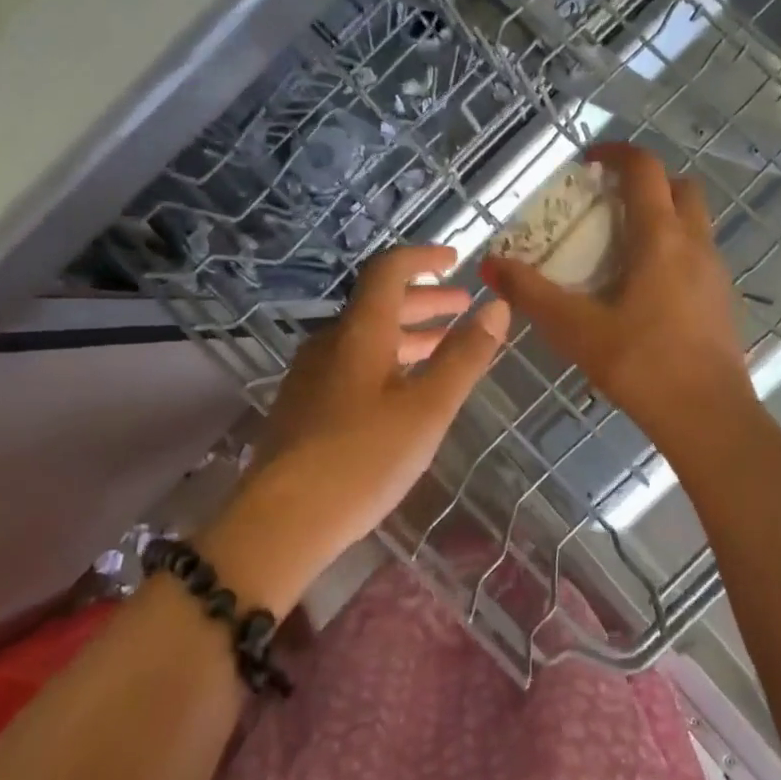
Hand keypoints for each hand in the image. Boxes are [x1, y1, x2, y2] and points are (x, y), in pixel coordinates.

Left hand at [211, 245, 509, 607]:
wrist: (282, 521)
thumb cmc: (363, 458)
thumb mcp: (428, 408)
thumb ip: (464, 357)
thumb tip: (498, 308)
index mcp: (360, 332)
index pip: (389, 270)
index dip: (422, 258)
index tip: (455, 260)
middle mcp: (331, 342)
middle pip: (379, 304)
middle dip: (425, 301)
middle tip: (463, 308)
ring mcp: (312, 375)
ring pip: (367, 338)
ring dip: (408, 333)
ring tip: (444, 346)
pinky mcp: (304, 406)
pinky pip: (353, 365)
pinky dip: (388, 361)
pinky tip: (404, 391)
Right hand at [481, 143, 756, 454]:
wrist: (708, 417)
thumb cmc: (641, 364)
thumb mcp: (575, 329)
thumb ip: (531, 294)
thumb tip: (490, 264)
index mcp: (661, 238)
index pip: (645, 169)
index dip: (616, 153)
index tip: (588, 161)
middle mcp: (695, 244)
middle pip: (679, 187)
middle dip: (645, 182)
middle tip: (607, 201)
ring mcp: (715, 272)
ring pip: (693, 221)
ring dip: (661, 215)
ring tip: (619, 244)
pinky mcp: (722, 299)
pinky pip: (698, 253)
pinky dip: (672, 248)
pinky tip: (643, 287)